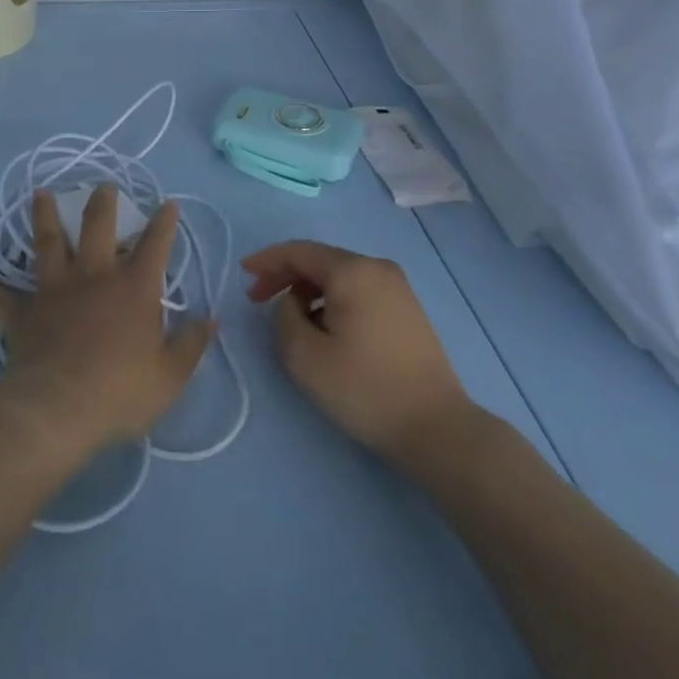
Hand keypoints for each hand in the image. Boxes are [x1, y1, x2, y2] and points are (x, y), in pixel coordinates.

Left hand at [0, 187, 212, 458]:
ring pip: (47, 244)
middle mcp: (93, 277)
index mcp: (133, 287)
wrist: (58, 409)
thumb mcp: (170, 375)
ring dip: (43, 218)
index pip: (155, 245)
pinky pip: (3, 300)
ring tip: (40, 195)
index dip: (164, 222)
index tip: (168, 203)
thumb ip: (191, 344)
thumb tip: (210, 320)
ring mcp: (54, 291)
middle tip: (102, 186)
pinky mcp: (24, 314)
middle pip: (96, 227)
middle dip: (102, 203)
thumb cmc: (120, 390)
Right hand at [244, 241, 472, 458]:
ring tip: (290, 321)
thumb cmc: (365, 389)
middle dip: (286, 276)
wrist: (435, 427)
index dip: (267, 260)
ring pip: (340, 276)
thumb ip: (284, 318)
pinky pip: (358, 290)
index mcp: (353, 271)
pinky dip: (332, 300)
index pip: (299, 251)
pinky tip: (324, 328)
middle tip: (258, 300)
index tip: (243, 274)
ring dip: (309, 290)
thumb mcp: (305, 357)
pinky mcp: (407, 309)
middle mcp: (377, 268)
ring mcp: (397, 287)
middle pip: (320, 260)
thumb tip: (292, 303)